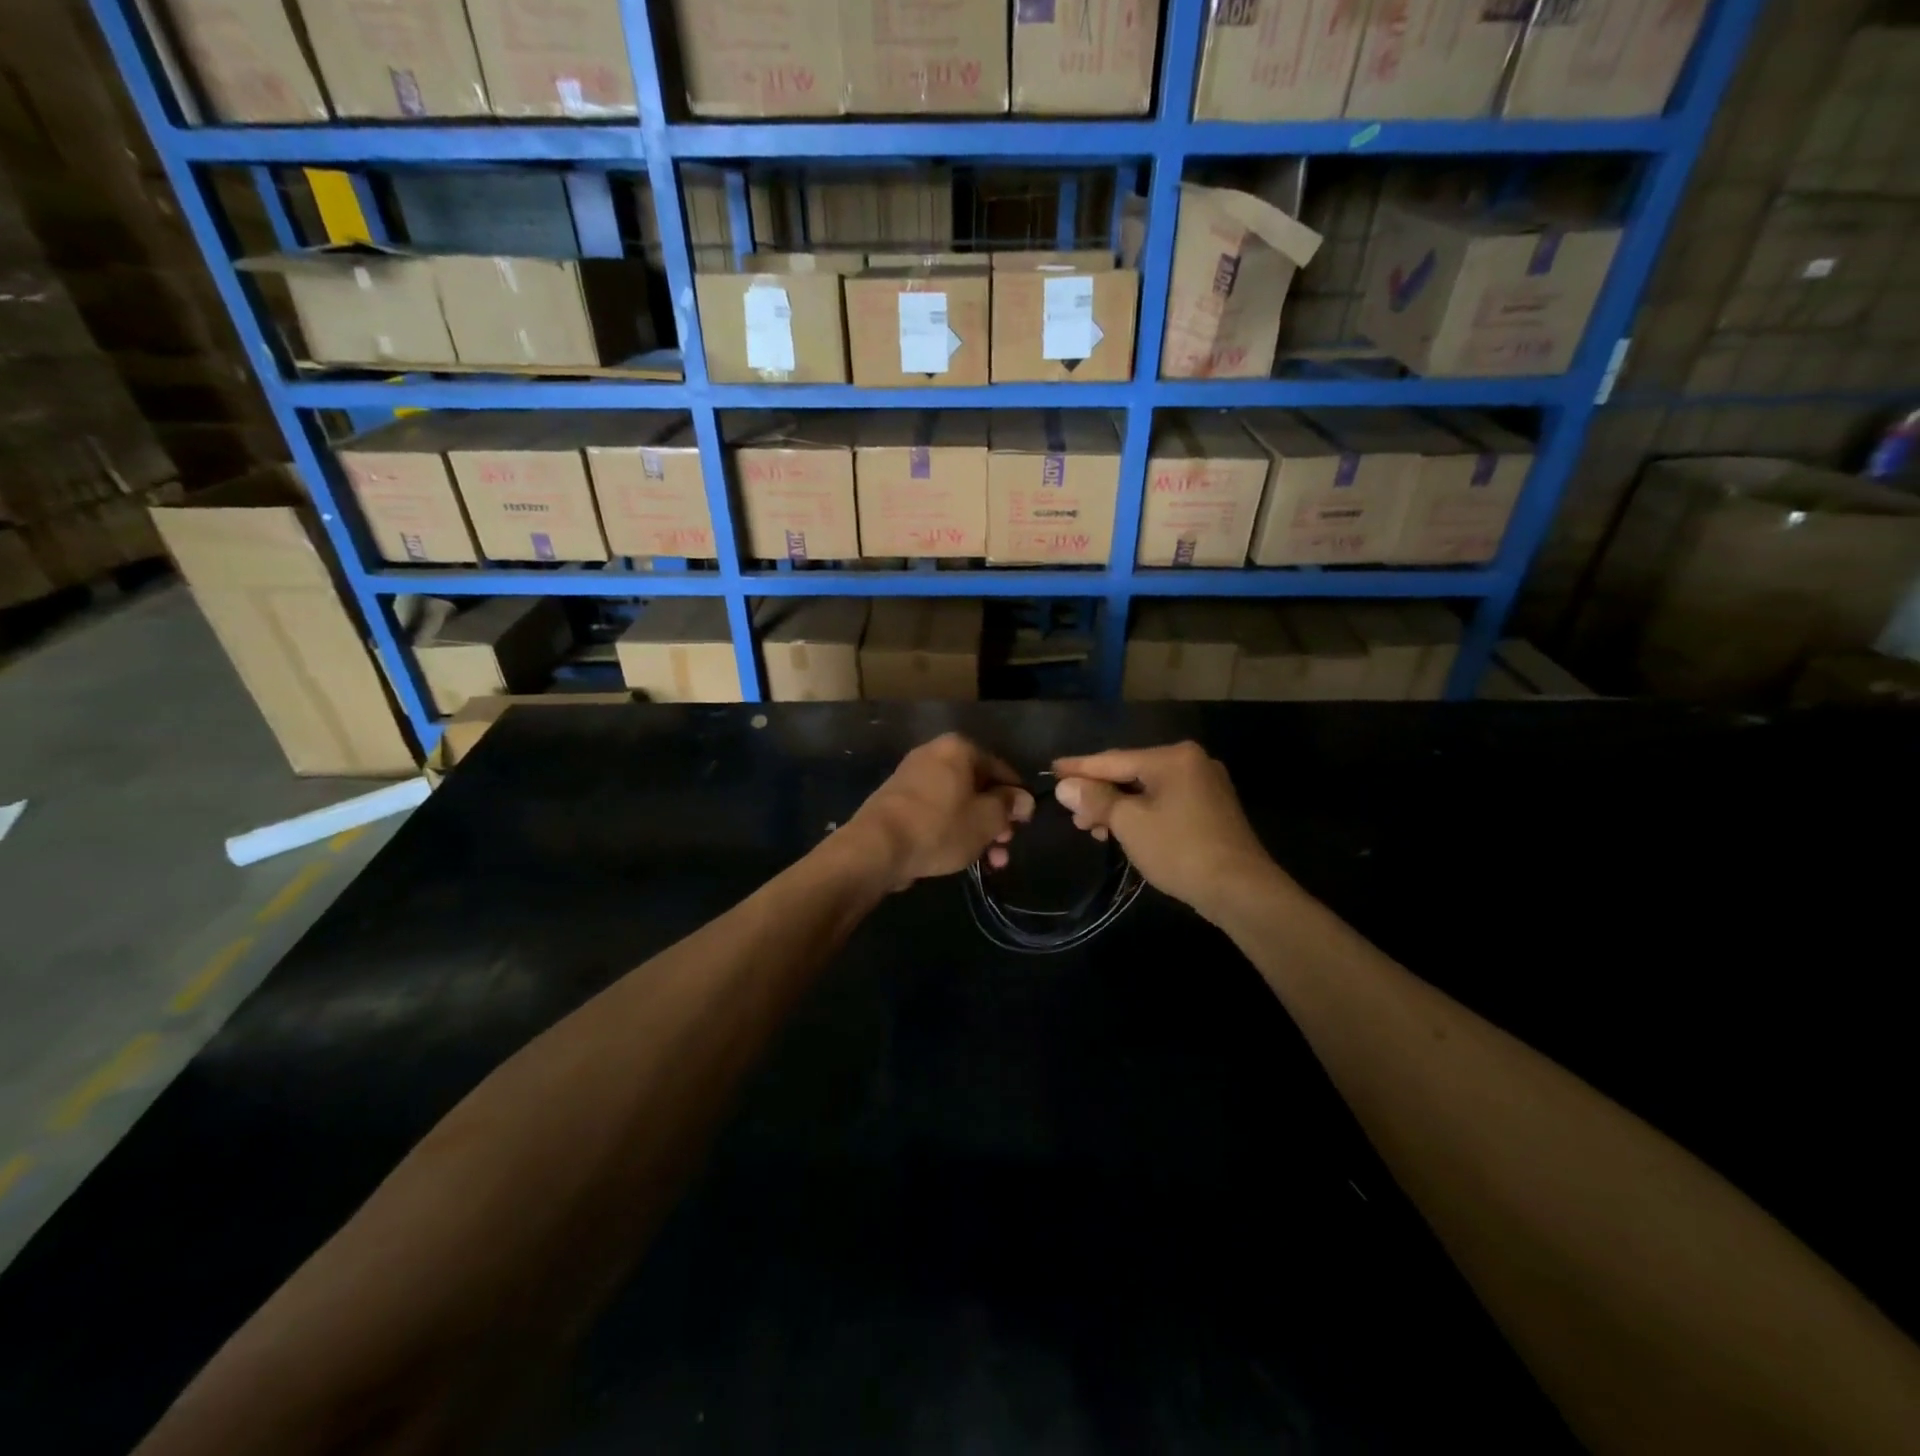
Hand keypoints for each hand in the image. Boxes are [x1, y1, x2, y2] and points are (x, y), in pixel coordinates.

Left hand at [847, 734, 1034, 890]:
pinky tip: (961, 856)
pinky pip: (936, 811)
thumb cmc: (940, 826)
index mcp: (959, 749)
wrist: (877, 847)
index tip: (1024, 825)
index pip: (1001, 769)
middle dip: (996, 820)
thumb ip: (1009, 806)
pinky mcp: (898, 801)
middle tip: (1005, 848)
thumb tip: (1023, 799)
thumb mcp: (986, 820)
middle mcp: (934, 754)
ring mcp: (913, 777)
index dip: (1017, 798)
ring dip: (978, 831)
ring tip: (990, 863)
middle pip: (979, 787)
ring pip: (958, 803)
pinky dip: (952, 830)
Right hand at [1053, 742, 1286, 923]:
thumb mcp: (1129, 823)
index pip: (1113, 759)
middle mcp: (1191, 762)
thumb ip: (1096, 800)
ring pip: (1148, 789)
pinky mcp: (1211, 808)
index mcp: (1172, 757)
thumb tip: (1066, 787)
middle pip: (1131, 773)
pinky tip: (1123, 830)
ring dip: (1118, 807)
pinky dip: (1140, 813)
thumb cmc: (1180, 849)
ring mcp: (1205, 785)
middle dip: (1099, 794)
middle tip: (1072, 815)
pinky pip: (1165, 802)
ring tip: (1092, 829)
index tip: (1051, 770)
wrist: (1240, 889)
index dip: (1079, 768)